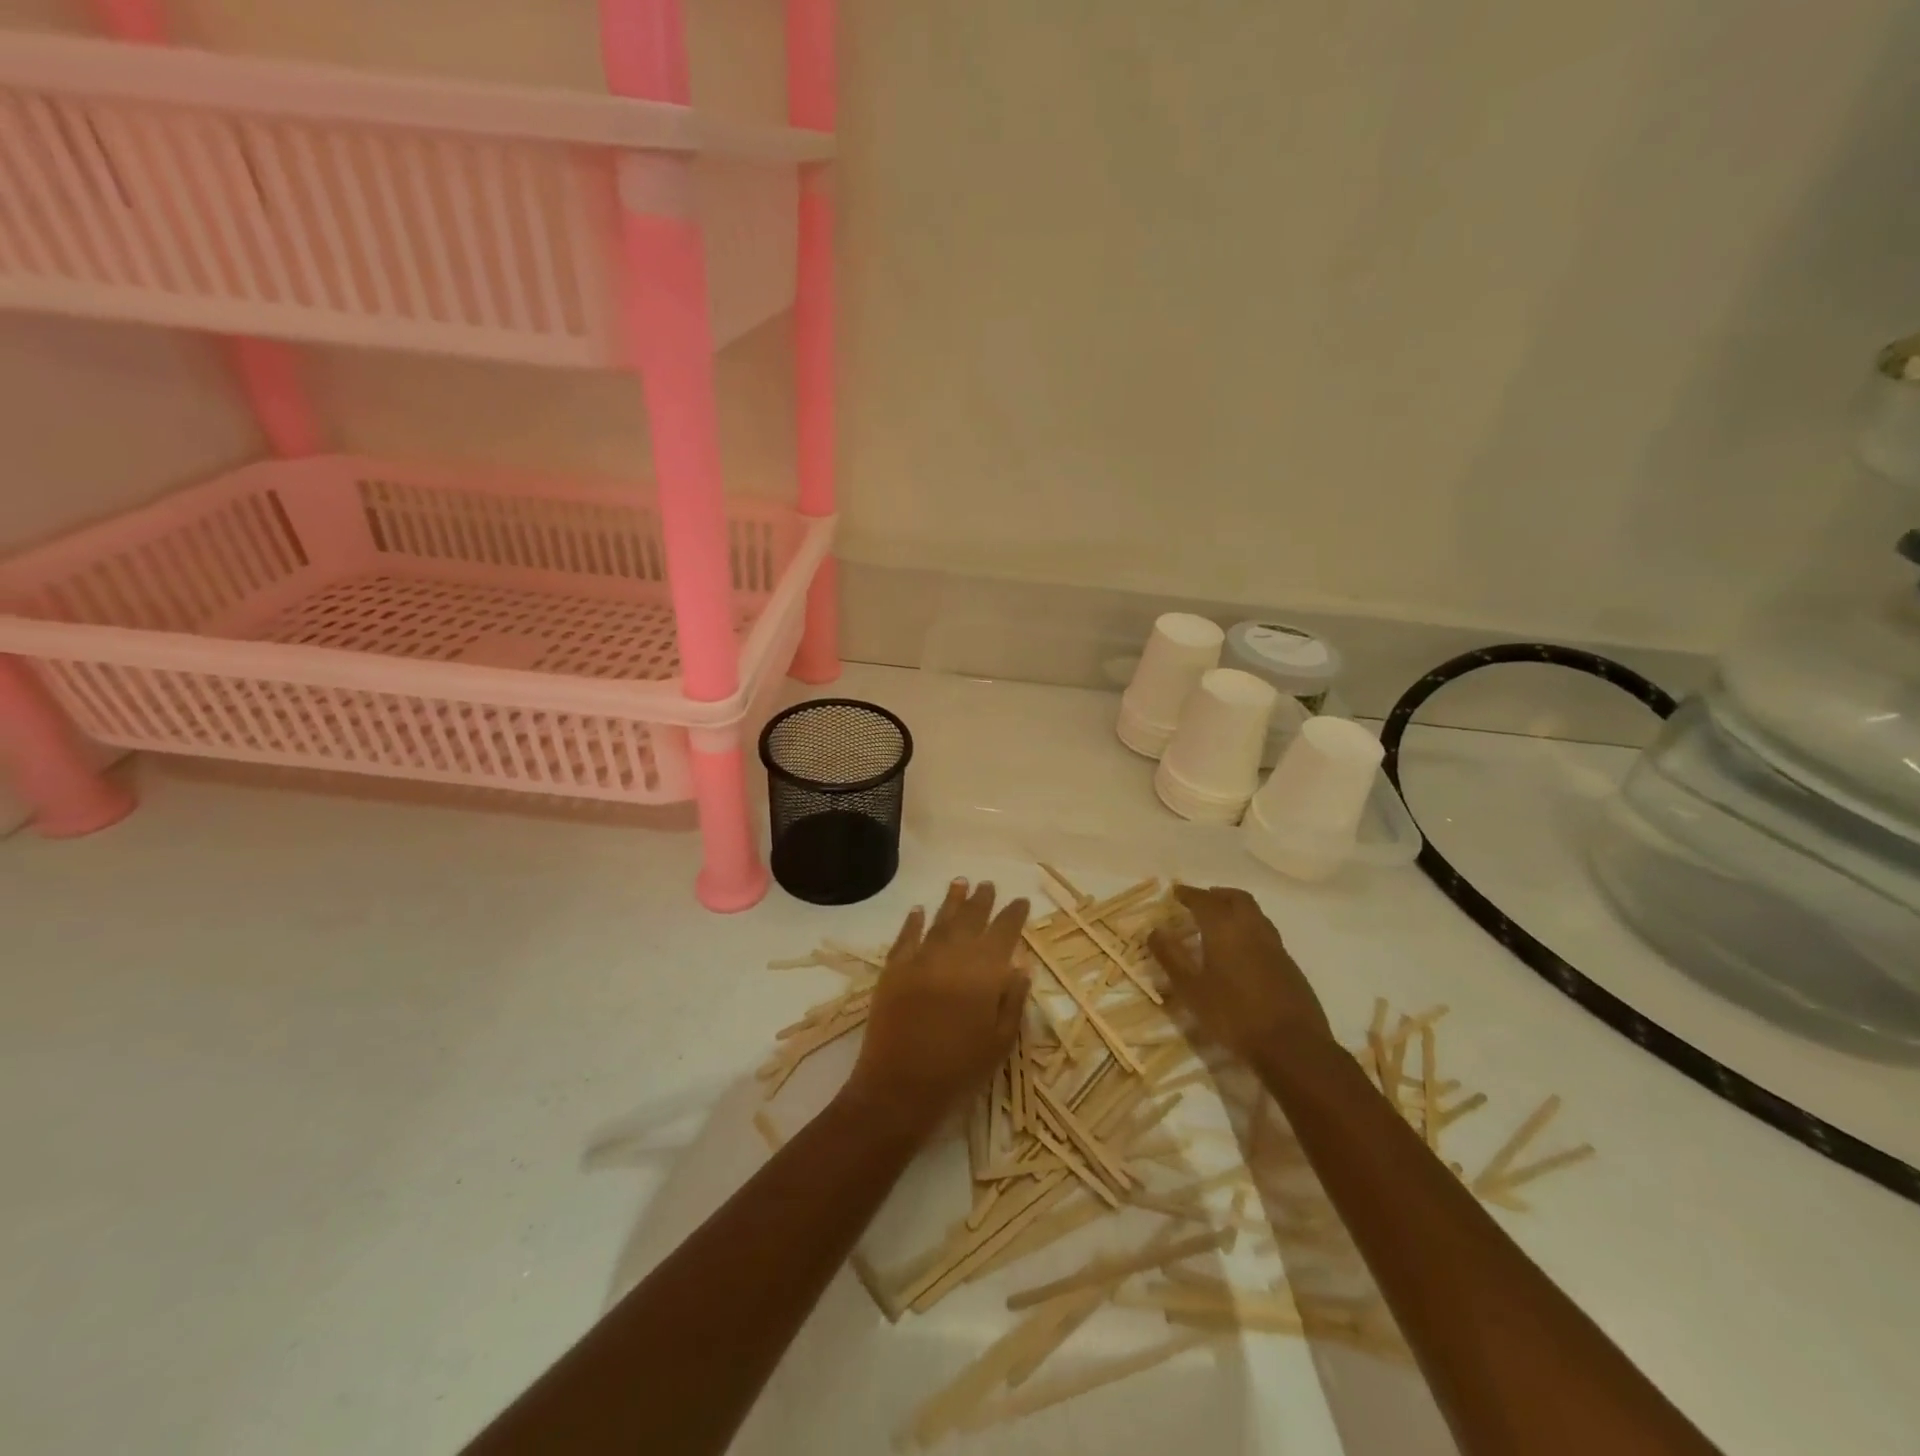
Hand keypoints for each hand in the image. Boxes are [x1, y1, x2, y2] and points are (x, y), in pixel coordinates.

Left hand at [841, 879, 1030, 1141]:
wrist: (900, 1087)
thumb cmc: (959, 1070)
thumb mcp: (1000, 1041)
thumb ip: (1012, 1000)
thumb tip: (1020, 966)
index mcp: (984, 972)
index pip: (1004, 932)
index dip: (1014, 915)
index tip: (1021, 901)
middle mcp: (953, 955)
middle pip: (971, 918)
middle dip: (982, 900)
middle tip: (988, 884)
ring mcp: (920, 959)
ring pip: (940, 920)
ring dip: (951, 901)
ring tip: (960, 882)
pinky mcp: (893, 970)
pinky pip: (905, 938)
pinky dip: (912, 922)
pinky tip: (918, 911)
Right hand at [1148, 885, 1331, 1059]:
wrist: (1292, 1045)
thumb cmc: (1233, 1014)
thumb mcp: (1191, 989)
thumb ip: (1171, 956)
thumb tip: (1155, 930)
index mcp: (1225, 928)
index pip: (1203, 900)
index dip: (1188, 893)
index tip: (1175, 891)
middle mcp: (1251, 927)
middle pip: (1235, 898)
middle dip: (1216, 895)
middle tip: (1200, 901)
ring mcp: (1274, 945)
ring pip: (1254, 913)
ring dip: (1235, 909)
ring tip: (1219, 922)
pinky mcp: (1289, 964)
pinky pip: (1265, 932)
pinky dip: (1249, 928)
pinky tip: (1241, 951)